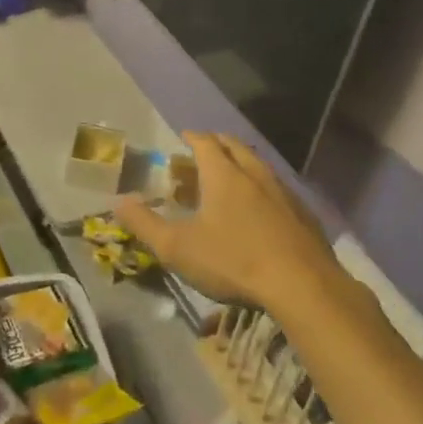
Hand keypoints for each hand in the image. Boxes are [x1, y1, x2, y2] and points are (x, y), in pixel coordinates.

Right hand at [115, 132, 345, 313]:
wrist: (303, 286)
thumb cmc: (233, 260)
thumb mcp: (177, 248)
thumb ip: (144, 223)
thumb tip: (118, 201)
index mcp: (223, 174)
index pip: (206, 142)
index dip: (192, 137)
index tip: (183, 137)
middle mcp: (255, 174)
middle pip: (235, 146)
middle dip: (217, 145)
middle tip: (203, 153)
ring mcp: (284, 192)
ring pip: (259, 166)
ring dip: (242, 165)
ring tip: (229, 179)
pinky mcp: (304, 215)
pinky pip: (278, 189)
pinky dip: (262, 189)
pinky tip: (260, 211)